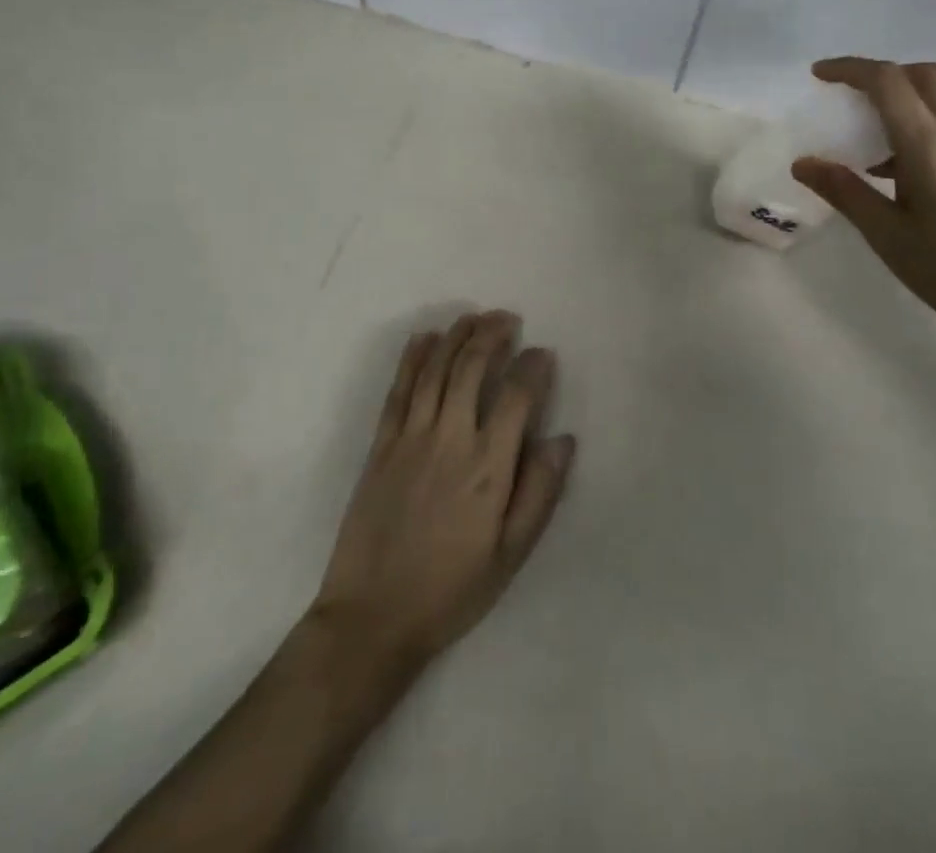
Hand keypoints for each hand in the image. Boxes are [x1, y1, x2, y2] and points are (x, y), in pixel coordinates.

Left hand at [312, 310, 575, 673]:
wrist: (371, 618)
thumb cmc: (450, 590)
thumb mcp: (510, 556)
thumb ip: (540, 493)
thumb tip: (563, 439)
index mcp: (487, 468)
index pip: (516, 397)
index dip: (533, 368)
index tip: (543, 353)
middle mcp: (450, 440)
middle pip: (472, 368)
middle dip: (493, 334)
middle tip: (508, 318)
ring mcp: (410, 438)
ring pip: (435, 369)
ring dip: (456, 336)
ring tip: (474, 317)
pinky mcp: (381, 445)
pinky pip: (399, 389)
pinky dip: (413, 358)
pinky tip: (425, 338)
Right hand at [790, 57, 935, 344]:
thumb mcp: (885, 234)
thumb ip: (844, 190)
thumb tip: (803, 163)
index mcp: (929, 145)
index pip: (887, 81)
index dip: (850, 69)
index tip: (819, 75)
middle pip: (923, 74)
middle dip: (883, 74)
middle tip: (849, 97)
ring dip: (906, 98)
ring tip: (873, 140)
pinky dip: (926, 123)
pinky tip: (908, 169)